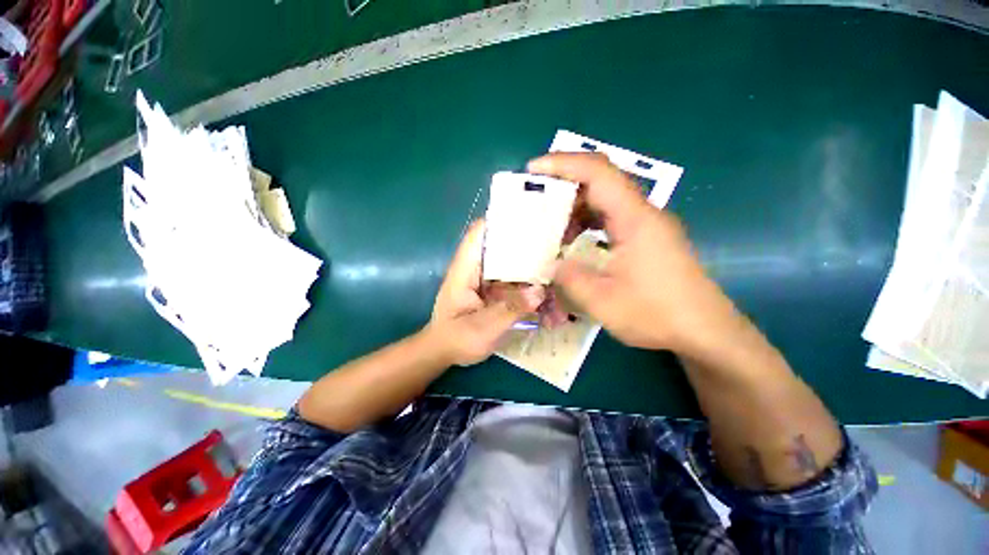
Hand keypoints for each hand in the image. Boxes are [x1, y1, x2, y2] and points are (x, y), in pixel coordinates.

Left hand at [427, 220, 544, 365]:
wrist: (445, 352)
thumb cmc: (456, 339)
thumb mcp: (483, 328)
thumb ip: (511, 309)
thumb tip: (540, 290)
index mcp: (465, 269)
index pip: (479, 233)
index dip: (500, 220)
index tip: (528, 215)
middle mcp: (475, 268)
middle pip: (498, 244)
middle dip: (522, 239)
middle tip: (552, 237)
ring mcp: (485, 279)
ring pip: (507, 261)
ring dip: (527, 259)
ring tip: (555, 255)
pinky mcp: (492, 289)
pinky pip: (511, 277)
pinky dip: (526, 277)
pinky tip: (545, 281)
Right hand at [528, 153, 738, 354]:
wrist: (704, 331)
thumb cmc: (657, 314)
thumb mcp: (602, 301)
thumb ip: (569, 277)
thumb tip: (551, 263)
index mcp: (634, 219)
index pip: (598, 172)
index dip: (563, 163)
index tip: (533, 169)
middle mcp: (643, 213)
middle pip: (601, 181)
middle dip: (564, 183)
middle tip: (535, 198)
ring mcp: (647, 225)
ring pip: (606, 200)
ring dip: (575, 206)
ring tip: (550, 225)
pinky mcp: (648, 238)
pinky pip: (612, 218)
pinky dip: (588, 222)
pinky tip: (574, 241)